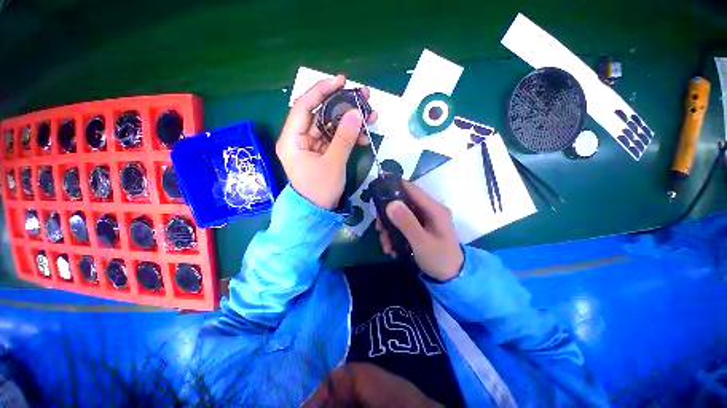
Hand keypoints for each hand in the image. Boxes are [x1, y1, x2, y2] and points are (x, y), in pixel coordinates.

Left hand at [276, 75, 376, 209]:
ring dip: (349, 121)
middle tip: (363, 96)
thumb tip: (356, 113)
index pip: (304, 106)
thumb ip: (344, 138)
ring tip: (370, 115)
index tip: (341, 81)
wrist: (318, 212)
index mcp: (292, 139)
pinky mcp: (321, 153)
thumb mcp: (333, 164)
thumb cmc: (320, 190)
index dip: (322, 90)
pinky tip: (363, 137)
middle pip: (320, 114)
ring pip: (330, 126)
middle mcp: (299, 139)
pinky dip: (348, 137)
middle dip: (342, 105)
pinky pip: (334, 139)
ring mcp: (311, 146)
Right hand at [376, 182, 463, 281]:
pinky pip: (402, 225)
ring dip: (389, 229)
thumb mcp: (422, 243)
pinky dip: (394, 235)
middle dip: (387, 215)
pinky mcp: (419, 227)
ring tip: (386, 246)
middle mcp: (428, 210)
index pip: (411, 189)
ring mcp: (424, 219)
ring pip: (399, 215)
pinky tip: (391, 249)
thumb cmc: (440, 259)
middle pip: (402, 202)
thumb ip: (407, 223)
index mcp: (433, 209)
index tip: (376, 185)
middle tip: (379, 228)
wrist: (452, 278)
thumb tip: (390, 203)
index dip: (394, 184)